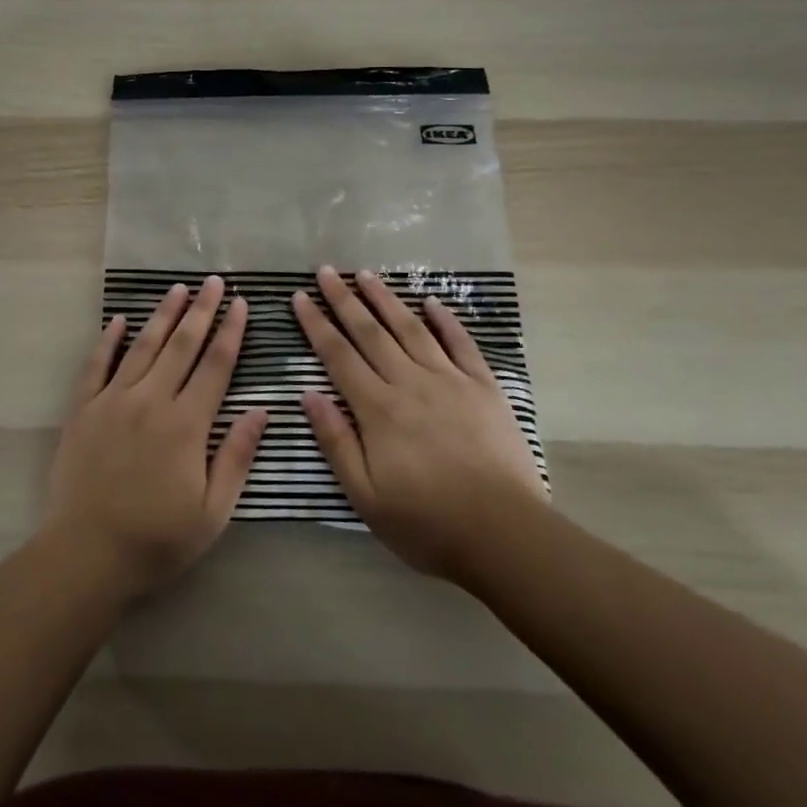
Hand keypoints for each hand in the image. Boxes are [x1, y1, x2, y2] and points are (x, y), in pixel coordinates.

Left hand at [42, 276, 268, 600]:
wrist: (86, 555)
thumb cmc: (157, 540)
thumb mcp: (212, 512)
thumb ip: (236, 457)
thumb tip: (261, 411)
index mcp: (186, 424)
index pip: (215, 366)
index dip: (230, 332)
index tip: (240, 304)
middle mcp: (151, 400)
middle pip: (181, 346)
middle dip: (200, 310)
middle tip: (212, 281)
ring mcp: (113, 400)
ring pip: (143, 347)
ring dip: (162, 315)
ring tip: (176, 288)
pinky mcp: (83, 409)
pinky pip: (96, 365)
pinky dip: (108, 340)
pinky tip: (119, 320)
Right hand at [294, 266, 546, 580]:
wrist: (505, 535)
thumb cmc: (427, 523)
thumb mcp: (366, 496)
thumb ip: (336, 441)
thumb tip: (309, 394)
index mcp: (378, 409)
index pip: (338, 355)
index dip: (316, 324)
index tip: (300, 297)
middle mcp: (410, 383)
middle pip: (370, 332)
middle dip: (344, 299)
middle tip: (327, 271)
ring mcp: (450, 380)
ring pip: (411, 328)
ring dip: (386, 299)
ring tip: (367, 274)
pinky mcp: (484, 387)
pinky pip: (461, 343)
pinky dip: (445, 319)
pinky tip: (430, 301)